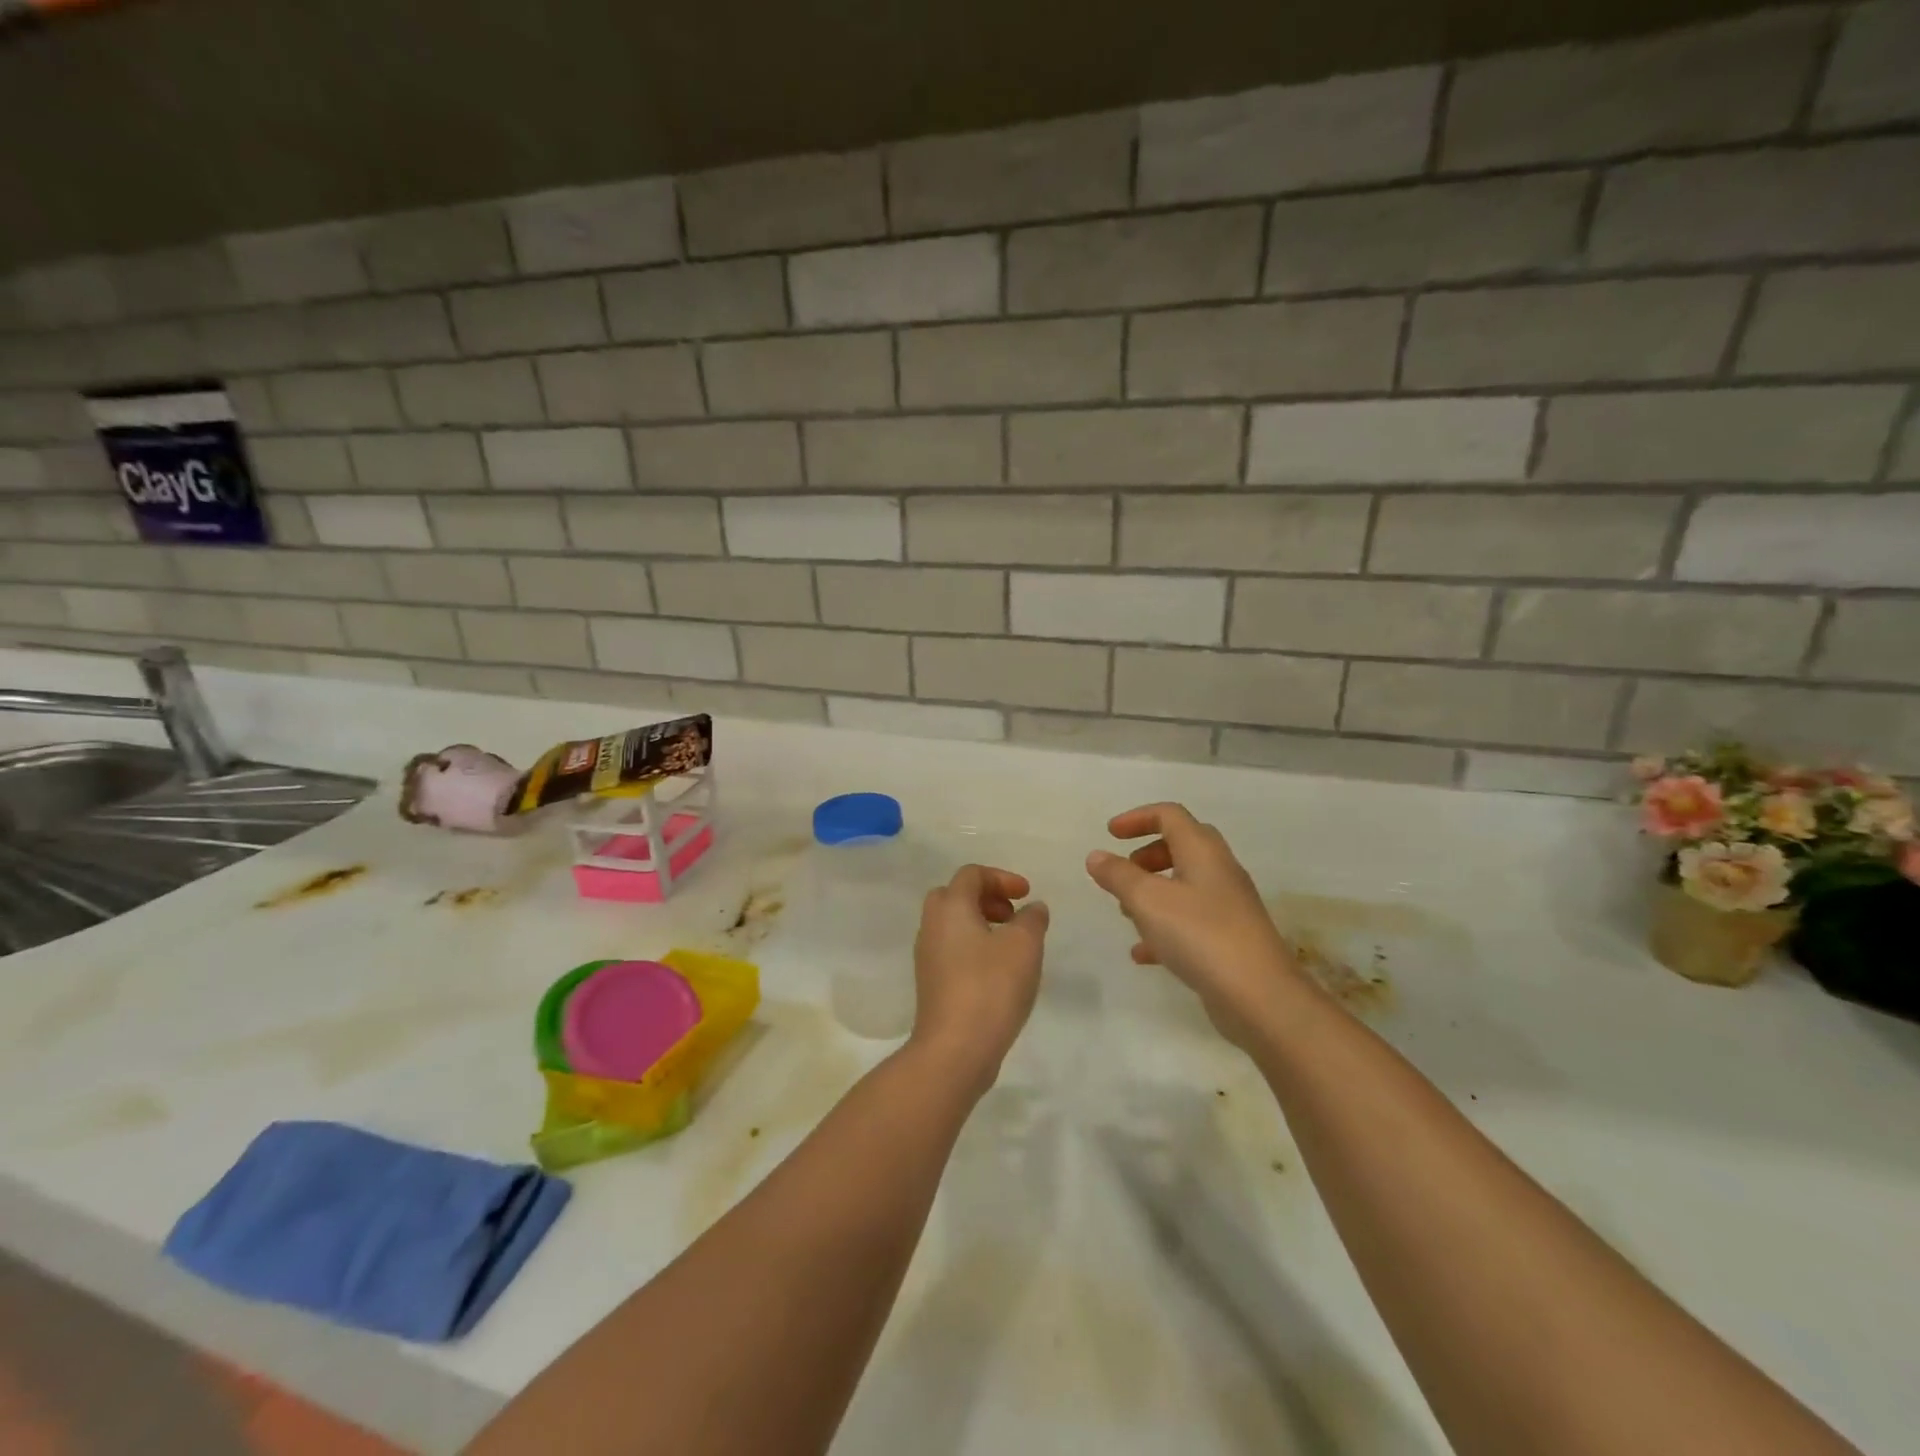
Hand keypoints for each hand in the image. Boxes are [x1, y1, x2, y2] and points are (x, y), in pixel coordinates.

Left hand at [909, 865, 1049, 1093]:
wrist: (955, 1049)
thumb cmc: (991, 987)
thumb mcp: (1024, 946)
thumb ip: (1032, 919)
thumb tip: (1033, 908)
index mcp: (950, 908)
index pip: (971, 874)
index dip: (1002, 878)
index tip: (1027, 895)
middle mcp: (932, 926)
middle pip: (954, 896)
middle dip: (986, 898)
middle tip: (1012, 915)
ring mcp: (927, 957)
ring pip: (952, 925)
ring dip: (981, 924)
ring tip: (1011, 945)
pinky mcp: (931, 983)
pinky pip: (952, 950)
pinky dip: (974, 948)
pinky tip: (999, 972)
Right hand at [1086, 803, 1303, 1047]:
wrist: (1260, 997)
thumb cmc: (1200, 935)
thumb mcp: (1148, 901)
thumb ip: (1119, 875)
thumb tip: (1096, 856)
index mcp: (1203, 851)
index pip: (1170, 815)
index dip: (1137, 818)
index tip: (1110, 834)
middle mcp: (1220, 872)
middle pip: (1182, 846)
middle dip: (1147, 855)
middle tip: (1123, 872)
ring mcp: (1228, 907)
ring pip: (1185, 885)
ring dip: (1153, 892)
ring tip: (1126, 913)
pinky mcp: (1230, 940)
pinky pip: (1191, 921)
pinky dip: (1164, 928)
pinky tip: (1143, 954)